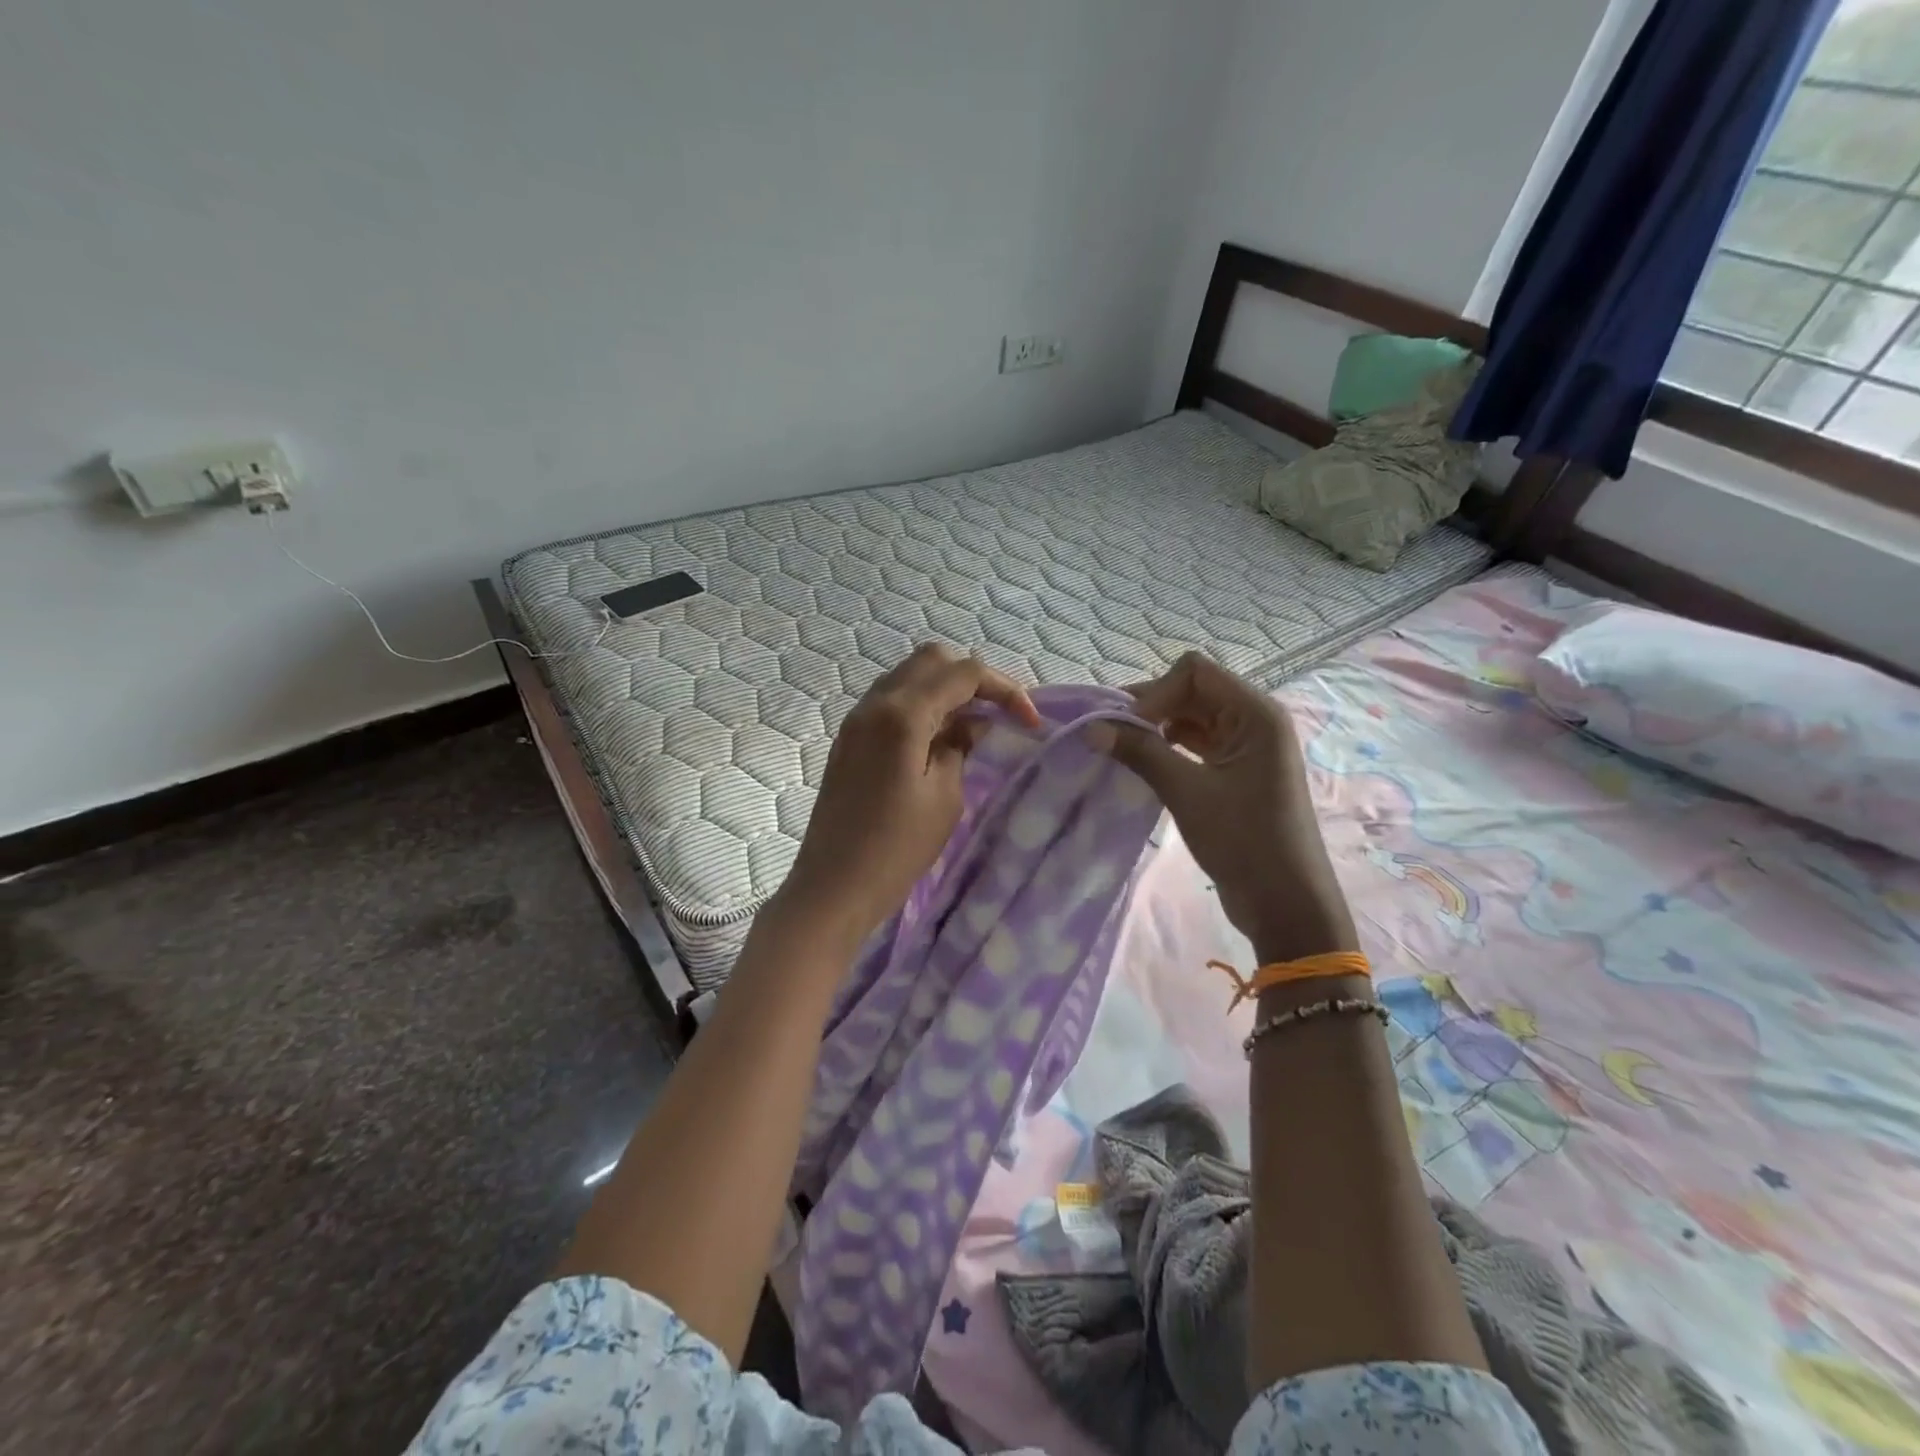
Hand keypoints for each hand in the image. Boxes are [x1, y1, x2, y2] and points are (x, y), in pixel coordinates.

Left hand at [773, 643, 1040, 950]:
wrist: (834, 886)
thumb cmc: (896, 848)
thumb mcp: (945, 797)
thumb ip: (960, 746)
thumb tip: (972, 723)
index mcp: (902, 714)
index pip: (963, 673)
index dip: (1004, 689)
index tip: (1030, 722)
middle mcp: (875, 703)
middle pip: (932, 661)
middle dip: (973, 679)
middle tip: (999, 715)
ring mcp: (857, 719)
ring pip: (909, 676)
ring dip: (945, 689)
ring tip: (973, 726)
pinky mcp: (850, 738)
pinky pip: (891, 700)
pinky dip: (922, 704)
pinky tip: (939, 738)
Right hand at [1109, 652, 1357, 961]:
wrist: (1285, 904)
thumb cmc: (1244, 841)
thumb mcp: (1187, 793)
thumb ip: (1139, 753)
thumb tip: (1091, 728)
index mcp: (1256, 713)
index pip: (1194, 672)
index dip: (1156, 692)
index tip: (1126, 728)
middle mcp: (1254, 720)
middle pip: (1192, 691)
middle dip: (1150, 708)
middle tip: (1110, 736)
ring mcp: (1246, 746)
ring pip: (1191, 717)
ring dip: (1156, 728)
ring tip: (1120, 749)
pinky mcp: (1236, 770)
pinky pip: (1196, 743)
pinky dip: (1167, 747)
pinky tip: (1142, 763)